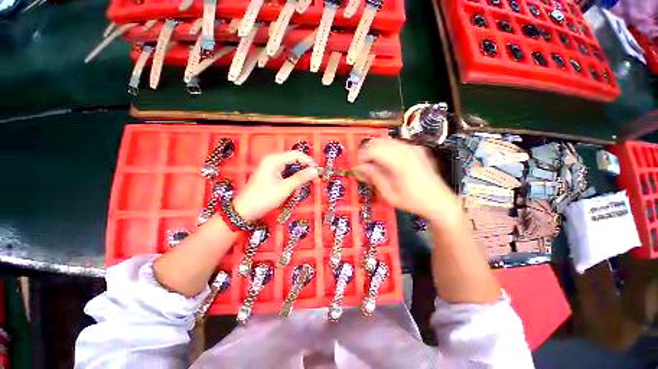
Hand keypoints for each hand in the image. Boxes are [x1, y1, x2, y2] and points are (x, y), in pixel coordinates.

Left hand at [233, 151, 317, 221]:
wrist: (244, 211)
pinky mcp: (271, 176)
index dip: (309, 162)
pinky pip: (286, 176)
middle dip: (303, 173)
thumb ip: (301, 178)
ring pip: (291, 170)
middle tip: (313, 182)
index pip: (296, 155)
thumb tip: (315, 171)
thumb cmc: (264, 198)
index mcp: (274, 160)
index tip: (318, 171)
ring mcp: (271, 168)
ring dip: (297, 181)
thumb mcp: (285, 188)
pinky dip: (291, 184)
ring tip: (297, 193)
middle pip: (294, 162)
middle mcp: (273, 161)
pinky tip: (291, 193)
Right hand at [354, 138, 459, 222]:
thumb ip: (374, 177)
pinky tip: (387, 162)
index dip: (361, 156)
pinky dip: (387, 150)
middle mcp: (407, 150)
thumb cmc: (412, 201)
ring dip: (376, 150)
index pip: (373, 150)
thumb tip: (360, 167)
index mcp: (400, 162)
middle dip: (367, 151)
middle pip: (379, 142)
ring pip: (387, 141)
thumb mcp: (389, 194)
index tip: (357, 166)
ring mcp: (414, 148)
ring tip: (374, 164)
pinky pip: (397, 144)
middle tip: (364, 165)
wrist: (439, 201)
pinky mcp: (418, 149)